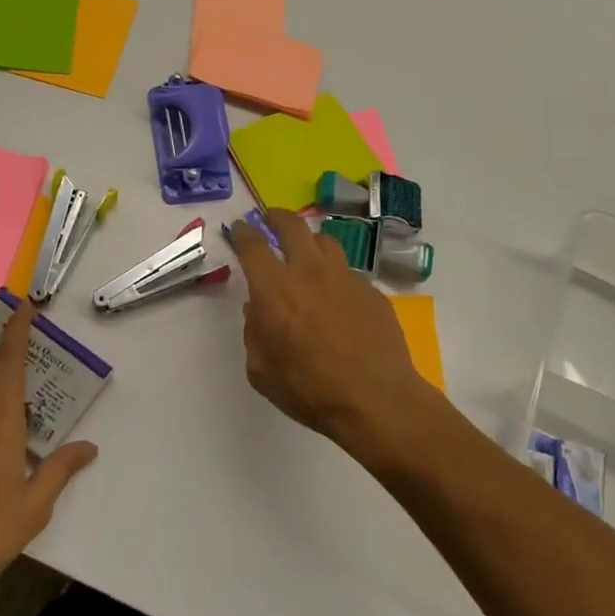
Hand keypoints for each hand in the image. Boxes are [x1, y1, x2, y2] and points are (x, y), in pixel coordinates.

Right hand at [227, 208, 445, 459]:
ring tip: (307, 252)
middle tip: (271, 219)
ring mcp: (345, 277)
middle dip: (277, 217)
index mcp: (274, 289)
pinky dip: (336, 275)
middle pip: (292, 225)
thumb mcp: (261, 370)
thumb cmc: (309, 389)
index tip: (239, 228)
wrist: (375, 399)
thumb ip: (254, 333)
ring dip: (310, 241)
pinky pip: (348, 271)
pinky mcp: (371, 290)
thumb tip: (258, 311)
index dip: (243, 232)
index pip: (252, 245)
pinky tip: (337, 296)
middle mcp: (309, 272)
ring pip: (325, 241)